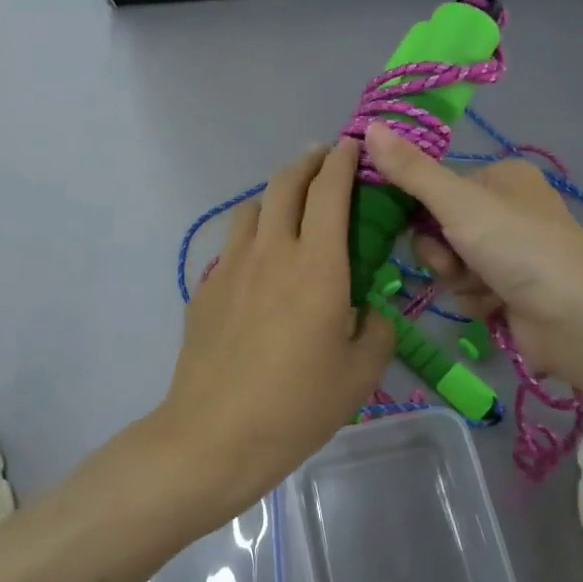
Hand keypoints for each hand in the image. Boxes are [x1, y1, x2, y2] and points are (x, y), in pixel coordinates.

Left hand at [153, 140, 395, 527]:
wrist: (215, 435)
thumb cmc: (298, 406)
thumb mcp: (360, 374)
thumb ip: (377, 329)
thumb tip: (371, 309)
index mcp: (318, 265)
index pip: (330, 190)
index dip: (344, 160)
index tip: (354, 146)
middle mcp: (272, 251)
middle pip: (286, 183)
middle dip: (309, 162)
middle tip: (326, 161)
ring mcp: (231, 266)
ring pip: (254, 207)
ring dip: (277, 195)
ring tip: (292, 207)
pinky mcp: (205, 288)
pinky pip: (233, 245)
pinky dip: (254, 236)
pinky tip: (261, 265)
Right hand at [362, 123, 582, 385]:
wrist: (575, 316)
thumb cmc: (517, 245)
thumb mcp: (457, 201)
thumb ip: (411, 171)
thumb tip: (368, 127)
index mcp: (502, 177)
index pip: (438, 186)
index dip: (418, 208)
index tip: (407, 223)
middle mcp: (508, 210)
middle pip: (441, 228)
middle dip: (440, 251)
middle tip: (452, 261)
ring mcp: (512, 253)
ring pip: (452, 263)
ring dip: (457, 278)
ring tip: (480, 285)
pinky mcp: (513, 291)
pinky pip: (470, 290)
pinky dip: (476, 299)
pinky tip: (494, 304)